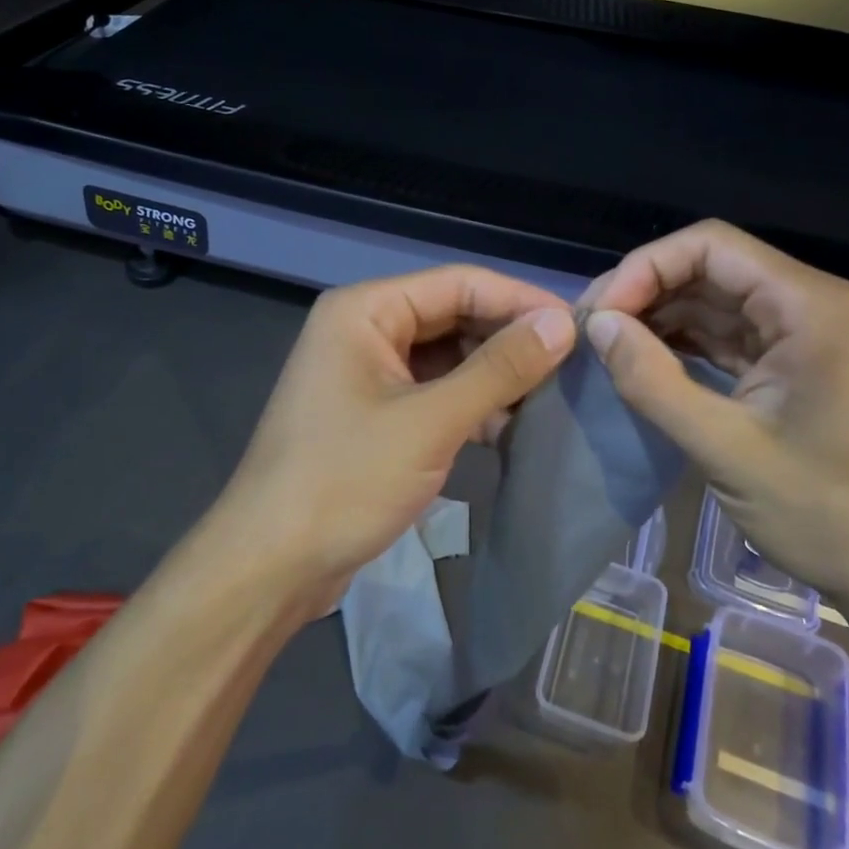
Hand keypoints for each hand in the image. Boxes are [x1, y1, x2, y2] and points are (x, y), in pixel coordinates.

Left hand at [212, 266, 575, 612]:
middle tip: (571, 364)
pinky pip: (434, 392)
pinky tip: (511, 426)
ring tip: (551, 395)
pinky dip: (470, 405)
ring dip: (493, 375)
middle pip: (453, 316)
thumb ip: (498, 369)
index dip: (519, 299)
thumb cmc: (345, 481)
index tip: (578, 326)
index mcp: (366, 310)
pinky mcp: (375, 414)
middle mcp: (365, 329)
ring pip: (447, 357)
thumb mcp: (430, 422)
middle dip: (508, 339)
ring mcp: (368, 374)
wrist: (271, 565)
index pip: (458, 283)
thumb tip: (561, 324)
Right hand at [583, 220, 848, 620]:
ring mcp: (804, 333)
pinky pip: (729, 333)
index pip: (710, 246)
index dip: (645, 268)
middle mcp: (809, 303)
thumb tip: (597, 325)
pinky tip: (644, 360)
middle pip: (710, 267)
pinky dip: (684, 343)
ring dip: (660, 316)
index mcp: (809, 306)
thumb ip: (654, 382)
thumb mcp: (727, 450)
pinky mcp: (795, 362)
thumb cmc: (827, 513)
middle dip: (646, 291)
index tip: (600, 316)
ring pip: (715, 298)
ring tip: (607, 346)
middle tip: (591, 331)